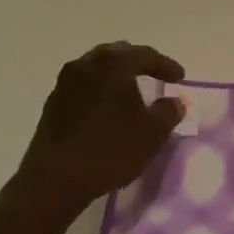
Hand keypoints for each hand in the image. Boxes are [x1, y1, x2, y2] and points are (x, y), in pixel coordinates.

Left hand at [13, 42, 186, 220]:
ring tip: (129, 90)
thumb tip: (175, 101)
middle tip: (154, 74)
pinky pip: (83, 86)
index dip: (166, 65)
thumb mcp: (152, 133)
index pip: (145, 55)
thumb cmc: (110, 149)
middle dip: (138, 62)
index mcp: (113, 64)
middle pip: (117, 54)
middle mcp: (87, 64)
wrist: (55, 179)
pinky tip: (105, 108)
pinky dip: (98, 90)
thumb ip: (169, 112)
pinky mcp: (53, 103)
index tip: (180, 78)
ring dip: (115, 75)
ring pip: (97, 68)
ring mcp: (66, 82)